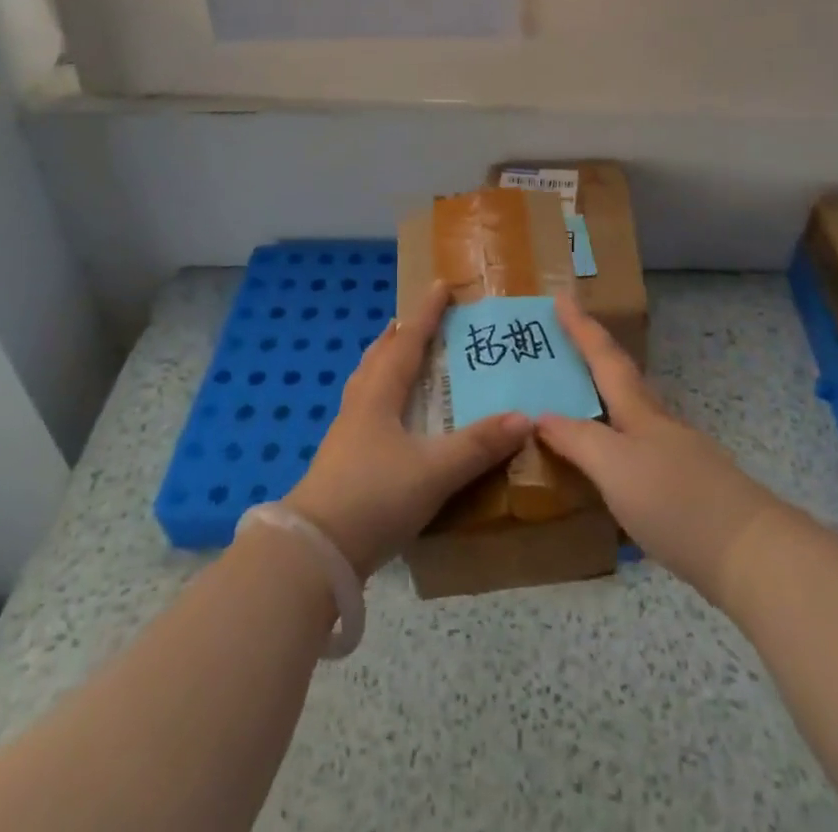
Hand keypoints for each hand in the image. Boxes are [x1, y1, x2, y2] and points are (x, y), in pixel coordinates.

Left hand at [284, 281, 529, 578]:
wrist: (313, 552)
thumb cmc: (374, 497)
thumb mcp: (434, 472)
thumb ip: (478, 445)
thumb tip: (524, 417)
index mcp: (380, 395)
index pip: (407, 342)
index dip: (425, 314)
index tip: (440, 285)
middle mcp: (360, 405)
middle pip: (379, 357)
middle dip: (400, 335)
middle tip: (417, 320)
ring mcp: (346, 433)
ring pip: (367, 382)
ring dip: (385, 362)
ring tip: (400, 358)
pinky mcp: (341, 460)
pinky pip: (364, 409)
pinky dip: (380, 395)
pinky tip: (390, 418)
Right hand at [537, 293, 781, 603]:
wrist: (750, 554)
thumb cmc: (675, 500)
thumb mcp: (615, 468)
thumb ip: (578, 440)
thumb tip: (543, 416)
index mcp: (639, 411)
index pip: (604, 357)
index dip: (581, 327)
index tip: (561, 295)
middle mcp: (657, 424)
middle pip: (621, 379)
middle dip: (591, 358)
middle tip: (560, 345)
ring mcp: (676, 454)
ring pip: (630, 414)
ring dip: (601, 400)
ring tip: (573, 402)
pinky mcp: (686, 487)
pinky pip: (636, 449)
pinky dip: (613, 441)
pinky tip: (606, 465)